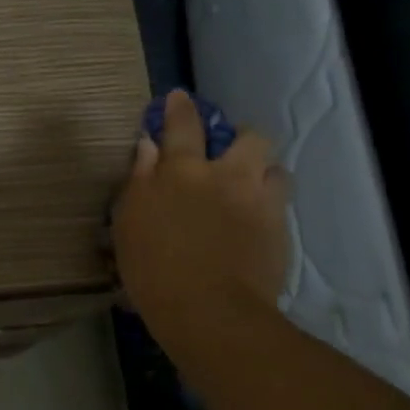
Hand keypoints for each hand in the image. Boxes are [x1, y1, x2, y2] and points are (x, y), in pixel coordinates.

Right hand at [111, 91, 291, 388]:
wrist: (210, 312)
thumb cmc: (154, 269)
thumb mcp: (129, 223)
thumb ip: (139, 180)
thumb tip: (148, 147)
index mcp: (183, 171)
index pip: (182, 125)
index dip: (180, 108)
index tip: (180, 98)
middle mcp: (227, 176)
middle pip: (250, 138)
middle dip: (242, 138)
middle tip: (230, 152)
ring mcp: (260, 202)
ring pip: (275, 170)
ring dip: (263, 173)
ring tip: (250, 189)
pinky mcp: (280, 232)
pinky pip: (279, 207)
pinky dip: (268, 208)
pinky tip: (255, 226)